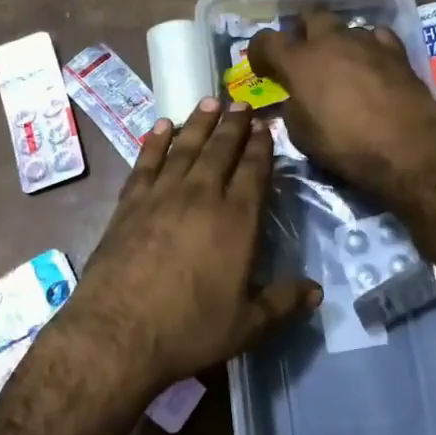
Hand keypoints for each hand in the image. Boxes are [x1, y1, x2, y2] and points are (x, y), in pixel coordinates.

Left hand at [63, 99, 320, 394]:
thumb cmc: (189, 330)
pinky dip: (155, 142)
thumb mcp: (247, 327)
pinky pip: (147, 162)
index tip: (265, 126)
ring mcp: (162, 195)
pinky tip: (161, 127)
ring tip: (209, 101)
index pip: (253, 171)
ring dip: (199, 123)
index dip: (261, 146)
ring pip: (186, 147)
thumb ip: (283, 304)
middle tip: (241, 103)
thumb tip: (317, 291)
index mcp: (236, 220)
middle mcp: (202, 196)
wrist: (118, 333)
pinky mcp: (131, 203)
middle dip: (233, 125)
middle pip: (221, 150)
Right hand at [248, 8, 435, 202]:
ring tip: (341, 66)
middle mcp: (330, 41)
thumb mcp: (302, 135)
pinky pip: (376, 37)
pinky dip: (369, 47)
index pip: (267, 40)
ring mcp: (366, 42)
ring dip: (338, 42)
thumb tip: (295, 98)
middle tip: (303, 53)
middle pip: (310, 16)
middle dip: (303, 30)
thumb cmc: (346, 146)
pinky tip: (372, 65)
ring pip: (345, 28)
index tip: (262, 67)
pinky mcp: (396, 51)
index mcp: (299, 61)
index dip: (259, 51)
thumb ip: (293, 107)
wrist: (409, 149)